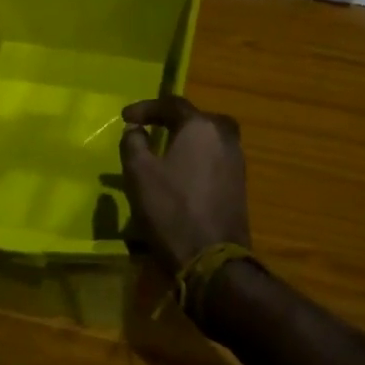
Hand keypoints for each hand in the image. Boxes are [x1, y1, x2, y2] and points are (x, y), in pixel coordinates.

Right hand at [118, 96, 250, 272]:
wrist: (212, 260)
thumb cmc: (171, 210)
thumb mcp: (139, 173)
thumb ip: (134, 143)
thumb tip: (136, 129)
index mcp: (201, 127)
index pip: (172, 104)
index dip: (146, 108)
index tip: (125, 118)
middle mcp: (225, 137)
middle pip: (197, 119)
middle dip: (172, 121)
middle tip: (152, 128)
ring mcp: (237, 162)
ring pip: (209, 139)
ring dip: (186, 141)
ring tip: (165, 152)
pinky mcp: (239, 185)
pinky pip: (215, 159)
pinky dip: (197, 159)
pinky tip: (182, 174)